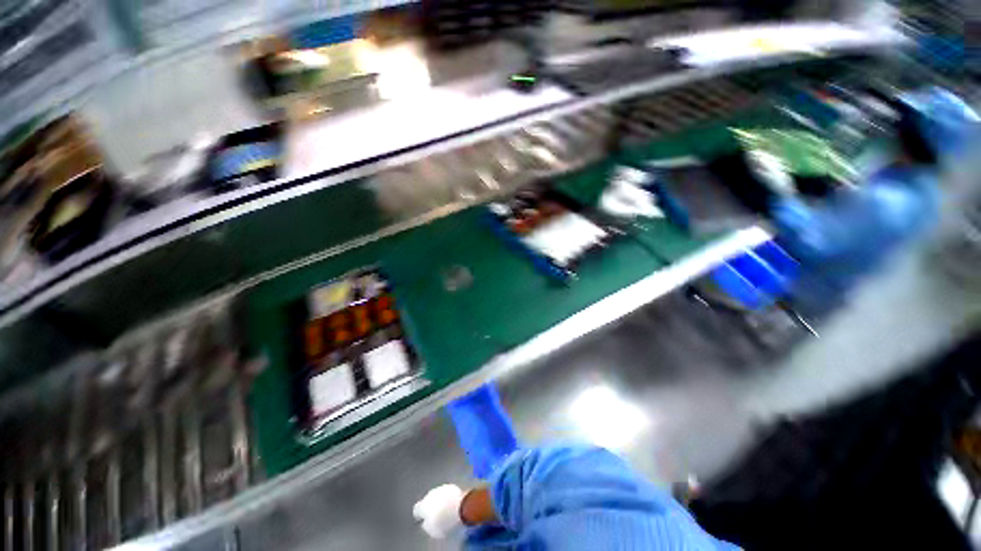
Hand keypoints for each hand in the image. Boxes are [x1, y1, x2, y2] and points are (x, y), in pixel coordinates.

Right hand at [413, 484, 464, 538]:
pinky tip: (452, 505)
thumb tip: (426, 522)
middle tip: (436, 515)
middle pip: (427, 500)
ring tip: (445, 510)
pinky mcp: (451, 486)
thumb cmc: (444, 521)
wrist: (460, 506)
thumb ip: (427, 525)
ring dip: (439, 501)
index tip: (422, 519)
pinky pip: (446, 493)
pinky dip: (447, 498)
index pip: (417, 509)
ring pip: (437, 496)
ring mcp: (441, 488)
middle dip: (430, 506)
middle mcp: (430, 494)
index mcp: (423, 505)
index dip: (419, 514)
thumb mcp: (432, 530)